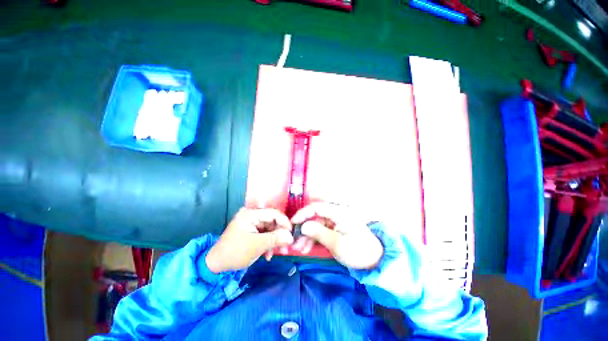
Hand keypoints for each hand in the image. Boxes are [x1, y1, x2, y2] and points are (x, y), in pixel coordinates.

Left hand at [205, 208, 293, 272]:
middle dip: (279, 235)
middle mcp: (251, 215)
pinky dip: (267, 243)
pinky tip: (267, 254)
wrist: (216, 265)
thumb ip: (276, 239)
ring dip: (274, 241)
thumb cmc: (235, 252)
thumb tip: (291, 236)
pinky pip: (264, 234)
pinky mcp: (250, 230)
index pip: (273, 213)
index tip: (292, 234)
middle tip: (286, 247)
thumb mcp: (257, 245)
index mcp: (251, 214)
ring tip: (278, 253)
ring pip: (269, 229)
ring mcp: (250, 223)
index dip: (284, 222)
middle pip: (272, 222)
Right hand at [291, 202, 383, 269]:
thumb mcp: (336, 243)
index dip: (303, 213)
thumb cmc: (357, 251)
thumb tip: (303, 226)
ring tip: (299, 249)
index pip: (317, 207)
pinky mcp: (335, 230)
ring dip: (307, 236)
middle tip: (294, 241)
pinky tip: (306, 248)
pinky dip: (313, 239)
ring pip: (316, 225)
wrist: (374, 261)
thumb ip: (318, 233)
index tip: (293, 223)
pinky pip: (321, 231)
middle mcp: (336, 214)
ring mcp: (335, 222)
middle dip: (304, 228)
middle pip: (315, 217)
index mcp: (339, 212)